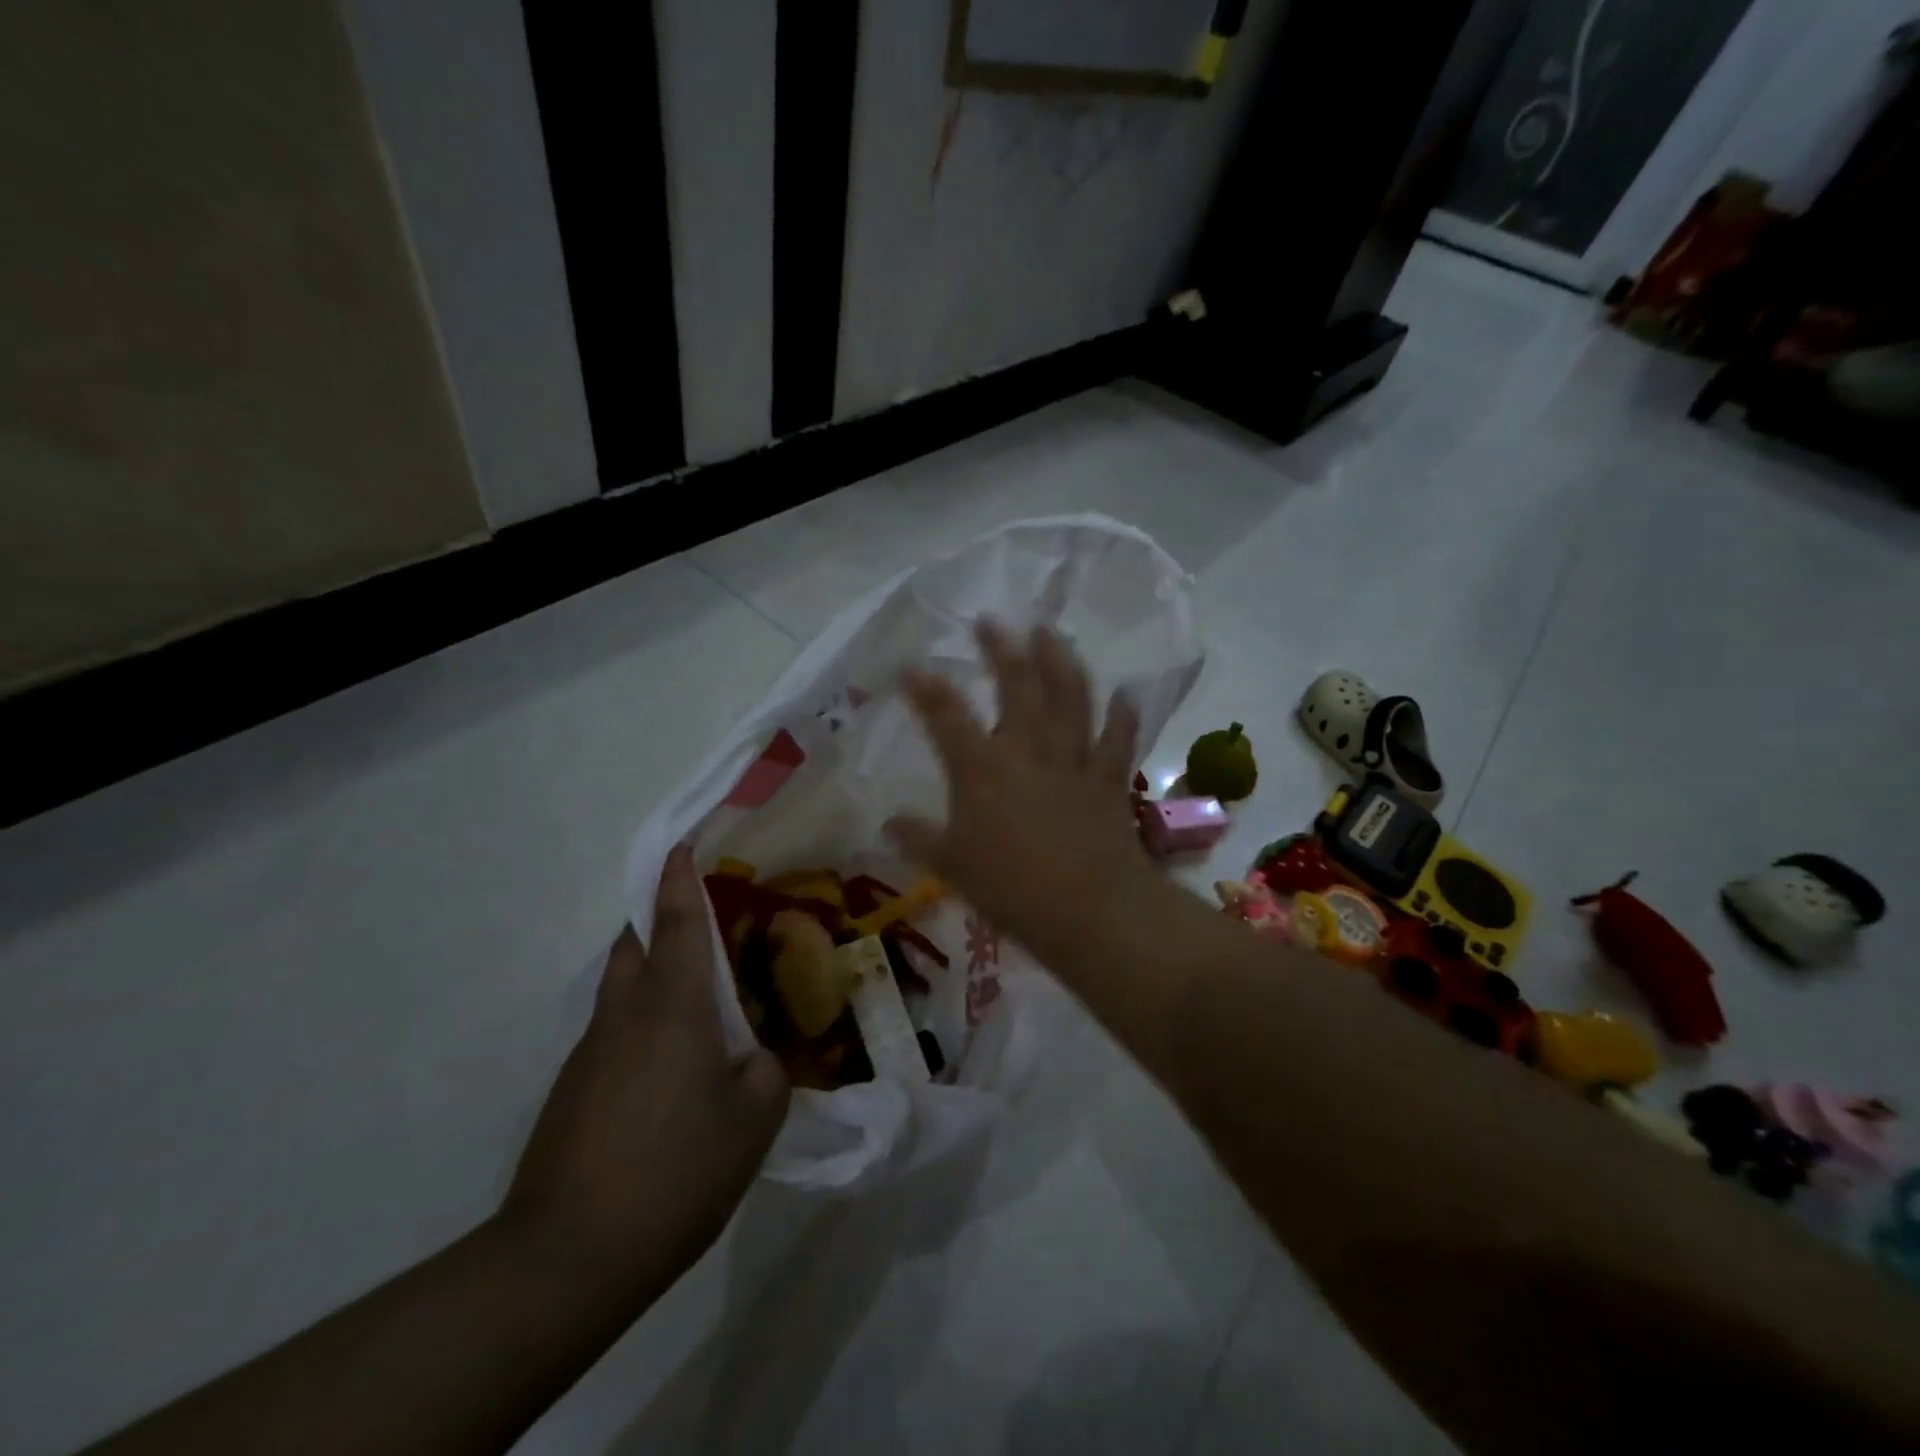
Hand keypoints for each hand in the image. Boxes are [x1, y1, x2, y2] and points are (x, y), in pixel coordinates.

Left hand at [502, 846, 788, 1295]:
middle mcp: (625, 1014)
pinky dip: (644, 1025)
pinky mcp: (573, 1091)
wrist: (566, 1259)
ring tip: (700, 1004)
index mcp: (672, 1006)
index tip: (682, 843)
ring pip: (623, 988)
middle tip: (705, 926)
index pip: (677, 921)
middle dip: (661, 919)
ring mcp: (591, 1053)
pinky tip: (673, 1071)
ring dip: (654, 975)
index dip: (680, 878)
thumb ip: (765, 1073)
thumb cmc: (674, 1171)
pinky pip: (615, 1032)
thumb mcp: (752, 1121)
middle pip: (635, 944)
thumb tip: (754, 1060)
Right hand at [887, 620, 1150, 961]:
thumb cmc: (1011, 889)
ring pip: (1069, 696)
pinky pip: (1118, 736)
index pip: (946, 716)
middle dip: (1001, 649)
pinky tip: (1125, 693)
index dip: (926, 688)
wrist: (1089, 908)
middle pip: (1016, 685)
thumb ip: (919, 839)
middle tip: (992, 622)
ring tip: (1050, 633)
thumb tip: (888, 823)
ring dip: (1060, 660)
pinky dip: (1122, 714)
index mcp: (982, 768)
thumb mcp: (952, 866)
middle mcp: (1028, 749)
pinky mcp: (1108, 777)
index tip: (911, 667)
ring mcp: (1073, 758)